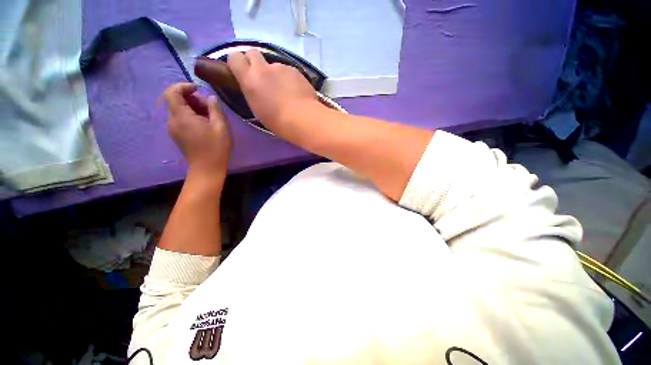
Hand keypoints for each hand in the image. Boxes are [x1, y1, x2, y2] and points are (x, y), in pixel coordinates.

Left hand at [163, 83, 230, 180]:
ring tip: (209, 115)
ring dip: (192, 107)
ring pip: (178, 109)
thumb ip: (214, 109)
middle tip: (209, 106)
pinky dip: (190, 115)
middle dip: (191, 98)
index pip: (172, 92)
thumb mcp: (220, 127)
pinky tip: (204, 123)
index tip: (197, 89)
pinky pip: (180, 118)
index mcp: (181, 116)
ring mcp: (173, 128)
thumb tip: (211, 97)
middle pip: (175, 100)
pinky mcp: (176, 134)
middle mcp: (172, 120)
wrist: (207, 168)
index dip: (183, 86)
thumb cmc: (215, 147)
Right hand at [227, 49, 317, 131]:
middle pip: (252, 52)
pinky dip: (290, 79)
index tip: (242, 71)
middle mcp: (263, 69)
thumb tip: (256, 87)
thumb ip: (253, 92)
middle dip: (255, 61)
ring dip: (276, 74)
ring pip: (274, 65)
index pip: (234, 57)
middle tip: (262, 77)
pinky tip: (296, 92)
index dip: (237, 62)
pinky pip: (289, 71)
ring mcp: (281, 67)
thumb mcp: (257, 109)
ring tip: (285, 90)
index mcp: (250, 79)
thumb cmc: (277, 121)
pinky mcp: (295, 70)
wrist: (302, 118)